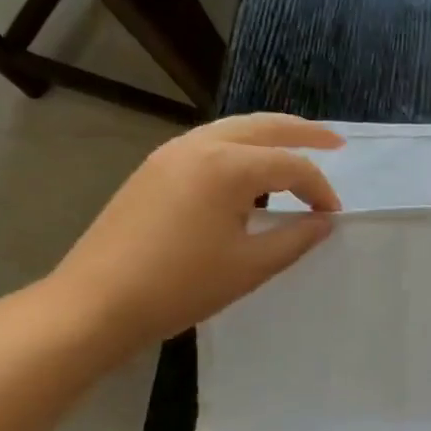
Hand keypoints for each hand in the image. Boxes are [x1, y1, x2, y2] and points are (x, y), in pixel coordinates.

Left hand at [46, 114, 341, 354]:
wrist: (96, 303)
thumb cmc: (181, 286)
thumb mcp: (251, 266)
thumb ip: (296, 238)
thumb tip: (324, 221)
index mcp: (227, 167)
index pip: (291, 166)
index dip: (319, 189)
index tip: (332, 216)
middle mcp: (200, 146)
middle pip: (264, 127)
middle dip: (303, 132)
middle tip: (335, 142)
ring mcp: (171, 154)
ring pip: (233, 129)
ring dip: (269, 135)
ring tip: (296, 148)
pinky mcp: (154, 169)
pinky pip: (210, 143)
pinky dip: (240, 147)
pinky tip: (249, 170)